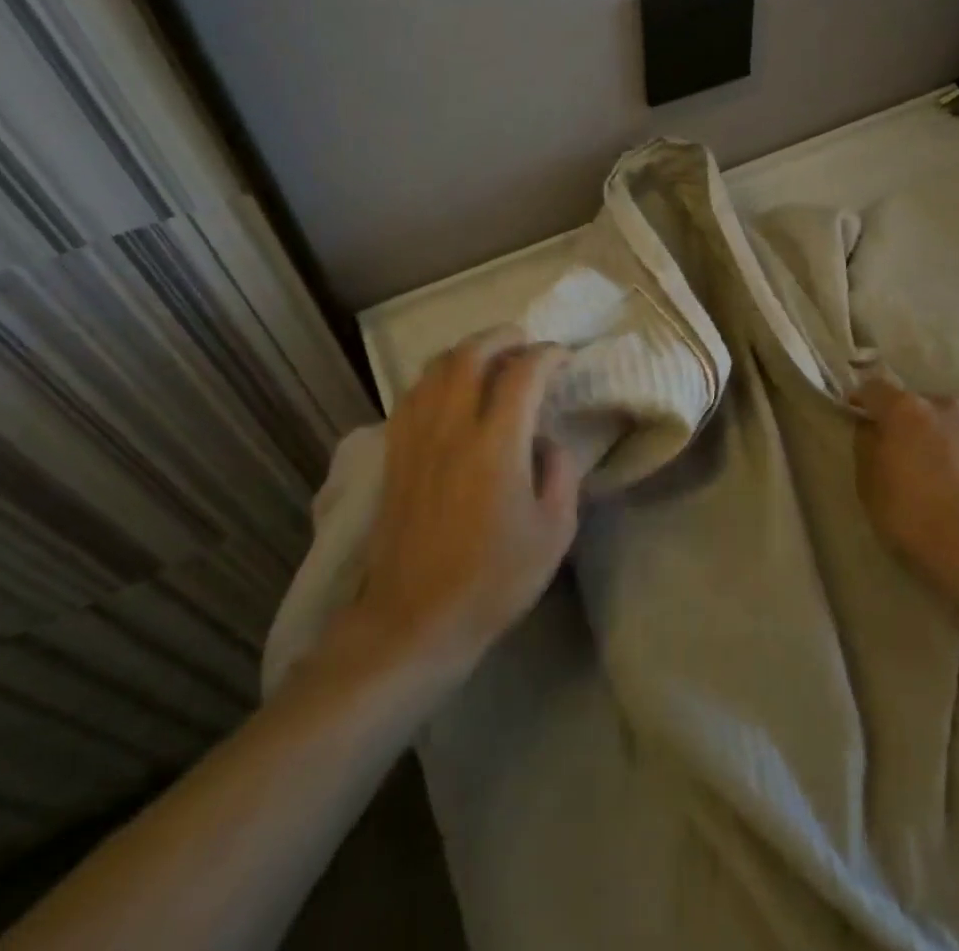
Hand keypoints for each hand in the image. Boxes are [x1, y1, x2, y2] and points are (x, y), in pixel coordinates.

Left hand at [319, 327, 581, 678]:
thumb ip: (560, 472)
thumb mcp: (554, 531)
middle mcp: (452, 428)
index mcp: (496, 445)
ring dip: (466, 351)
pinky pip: (412, 394)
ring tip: (489, 357)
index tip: (563, 357)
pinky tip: (448, 389)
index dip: (547, 355)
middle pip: (471, 355)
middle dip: (502, 337)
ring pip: (435, 368)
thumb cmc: (494, 579)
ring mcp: (417, 439)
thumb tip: (545, 440)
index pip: (522, 373)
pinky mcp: (395, 455)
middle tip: (525, 342)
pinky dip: (436, 377)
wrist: (414, 620)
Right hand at [850, 371, 958, 593]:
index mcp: (905, 409)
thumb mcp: (869, 485)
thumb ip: (866, 446)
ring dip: (940, 430)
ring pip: (950, 417)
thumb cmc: (912, 518)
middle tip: (903, 449)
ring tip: (941, 462)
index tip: (858, 415)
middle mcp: (943, 404)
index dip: (863, 400)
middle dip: (906, 420)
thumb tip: (872, 429)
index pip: (875, 387)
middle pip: (916, 402)